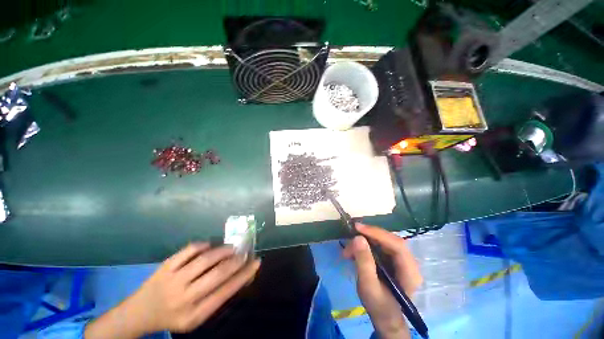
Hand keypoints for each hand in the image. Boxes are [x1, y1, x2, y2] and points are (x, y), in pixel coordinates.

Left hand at [85, 243, 260, 337]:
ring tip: (231, 248)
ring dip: (223, 250)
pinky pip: (189, 250)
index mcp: (194, 314)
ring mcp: (173, 280)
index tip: (256, 263)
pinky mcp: (165, 266)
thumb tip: (239, 275)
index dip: (244, 275)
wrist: (138, 314)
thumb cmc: (173, 316)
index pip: (226, 292)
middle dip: (236, 261)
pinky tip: (209, 246)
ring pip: (205, 259)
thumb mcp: (195, 317)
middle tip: (245, 253)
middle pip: (217, 274)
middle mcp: (184, 298)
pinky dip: (203, 245)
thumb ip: (216, 298)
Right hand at [343, 224, 422, 338]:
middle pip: (389, 240)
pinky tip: (354, 253)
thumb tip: (358, 238)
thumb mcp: (368, 286)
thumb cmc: (379, 307)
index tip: (358, 228)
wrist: (385, 319)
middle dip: (368, 236)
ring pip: (382, 241)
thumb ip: (364, 262)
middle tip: (350, 237)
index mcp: (409, 272)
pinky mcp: (392, 259)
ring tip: (348, 251)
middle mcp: (409, 262)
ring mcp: (401, 260)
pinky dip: (365, 246)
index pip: (397, 245)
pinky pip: (379, 246)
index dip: (377, 233)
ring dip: (364, 242)